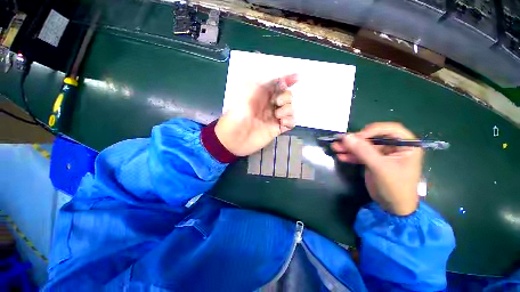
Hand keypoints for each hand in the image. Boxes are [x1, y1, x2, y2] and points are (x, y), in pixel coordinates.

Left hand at [215, 74, 297, 155]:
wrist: (234, 139)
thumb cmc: (237, 115)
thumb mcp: (247, 95)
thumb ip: (263, 84)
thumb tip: (278, 77)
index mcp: (262, 95)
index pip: (278, 84)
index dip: (288, 80)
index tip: (297, 78)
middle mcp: (270, 105)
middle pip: (287, 96)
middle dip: (286, 97)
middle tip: (276, 103)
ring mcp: (274, 117)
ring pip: (290, 109)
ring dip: (287, 110)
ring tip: (277, 116)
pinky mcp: (277, 129)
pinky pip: (290, 123)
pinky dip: (290, 121)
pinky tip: (282, 123)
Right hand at [332, 122, 422, 215]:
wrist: (393, 207)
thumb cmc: (395, 187)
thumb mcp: (380, 168)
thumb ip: (363, 151)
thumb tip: (346, 136)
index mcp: (406, 145)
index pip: (389, 129)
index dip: (372, 130)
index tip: (356, 137)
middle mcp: (395, 147)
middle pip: (373, 137)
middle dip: (356, 140)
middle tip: (340, 141)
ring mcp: (383, 154)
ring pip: (364, 146)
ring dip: (350, 147)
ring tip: (335, 148)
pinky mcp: (373, 161)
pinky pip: (361, 155)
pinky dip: (351, 155)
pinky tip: (341, 157)